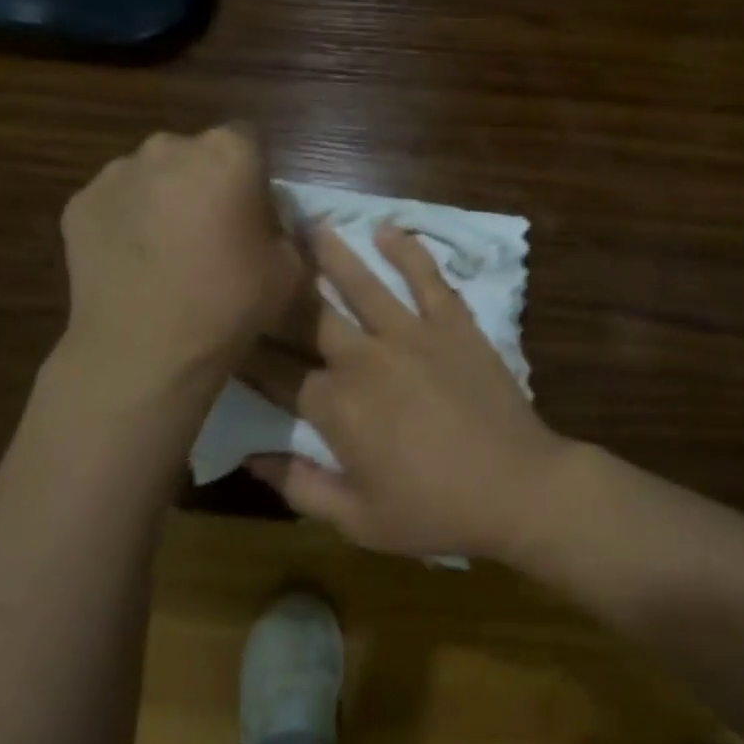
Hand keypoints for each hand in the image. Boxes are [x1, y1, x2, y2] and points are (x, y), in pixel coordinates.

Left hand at [53, 127, 302, 404]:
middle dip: (205, 182)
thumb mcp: (290, 270)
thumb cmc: (228, 305)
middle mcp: (169, 147)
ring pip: (152, 176)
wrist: (144, 350)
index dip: (254, 175)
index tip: (253, 213)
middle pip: (196, 154)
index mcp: (228, 154)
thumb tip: (268, 222)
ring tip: (166, 252)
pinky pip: (116, 203)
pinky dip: (127, 222)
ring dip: (164, 199)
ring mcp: (116, 173)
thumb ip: (285, 230)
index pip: (249, 140)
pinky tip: (134, 264)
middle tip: (211, 232)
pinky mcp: (79, 203)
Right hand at [240, 222, 567, 559]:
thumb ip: (299, 487)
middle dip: (276, 290)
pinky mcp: (453, 324)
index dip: (246, 353)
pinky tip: (388, 230)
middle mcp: (365, 358)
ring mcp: (412, 334)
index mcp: (336, 406)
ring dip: (331, 254)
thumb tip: (250, 457)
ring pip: (361, 284)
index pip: (277, 373)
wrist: (518, 489)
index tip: (224, 331)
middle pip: (308, 317)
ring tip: (305, 223)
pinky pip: (427, 279)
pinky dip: (408, 252)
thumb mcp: (358, 520)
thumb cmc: (435, 511)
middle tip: (254, 258)